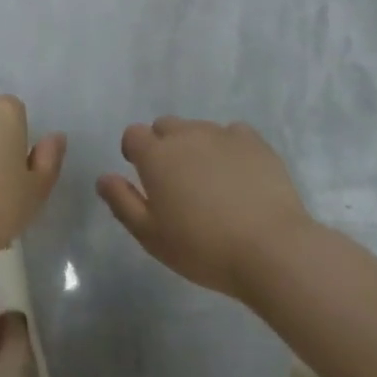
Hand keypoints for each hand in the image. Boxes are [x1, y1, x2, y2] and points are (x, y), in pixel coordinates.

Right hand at [98, 118, 314, 299]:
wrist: (271, 250)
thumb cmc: (203, 247)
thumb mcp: (151, 236)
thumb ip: (122, 202)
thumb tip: (104, 178)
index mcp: (156, 155)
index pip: (133, 134)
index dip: (134, 151)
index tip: (144, 175)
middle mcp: (185, 135)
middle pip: (165, 126)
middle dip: (164, 146)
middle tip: (177, 181)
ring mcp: (221, 134)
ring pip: (198, 129)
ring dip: (196, 147)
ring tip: (211, 182)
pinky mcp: (254, 142)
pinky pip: (233, 134)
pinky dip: (230, 147)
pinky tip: (239, 174)